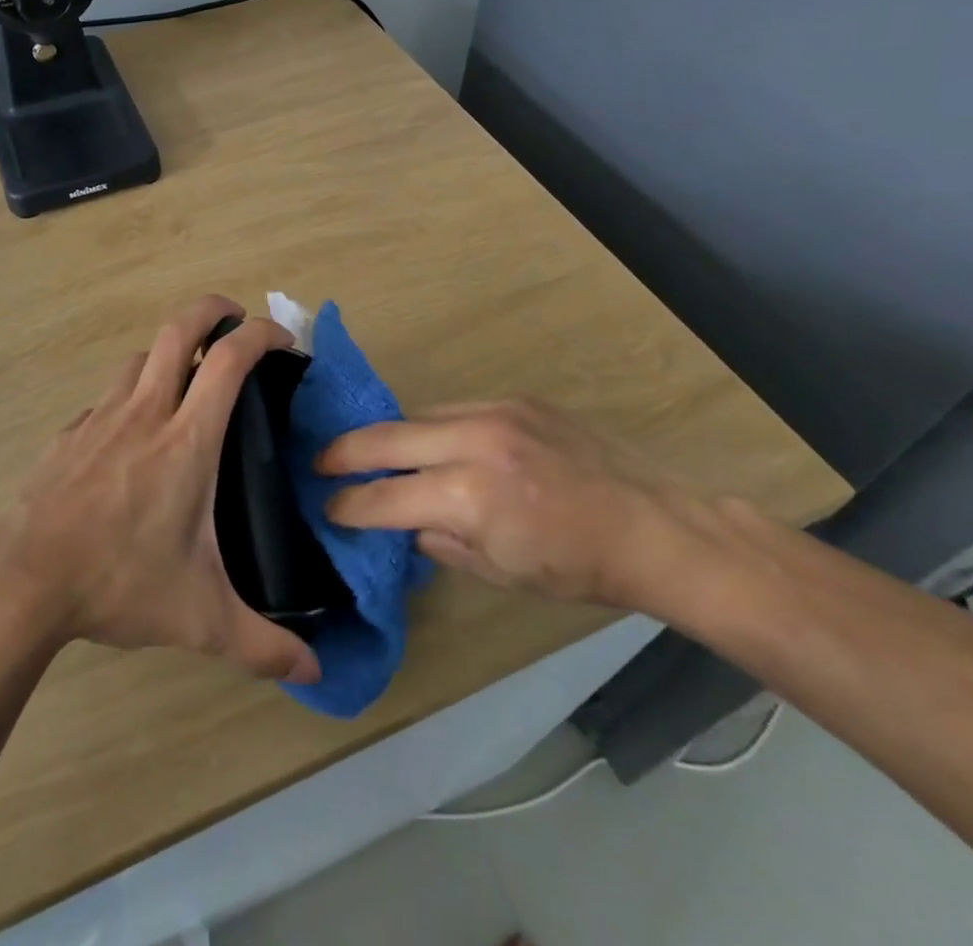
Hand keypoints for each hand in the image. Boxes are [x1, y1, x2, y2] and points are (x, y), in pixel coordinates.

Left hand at [0, 295, 320, 684]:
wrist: (22, 580)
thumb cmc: (118, 582)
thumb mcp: (200, 619)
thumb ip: (262, 645)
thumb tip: (315, 674)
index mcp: (187, 439)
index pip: (230, 359)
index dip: (261, 333)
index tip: (284, 340)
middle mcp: (146, 411)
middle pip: (179, 328)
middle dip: (212, 309)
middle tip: (234, 321)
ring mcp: (101, 416)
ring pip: (140, 356)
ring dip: (169, 352)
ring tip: (186, 378)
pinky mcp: (70, 433)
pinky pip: (108, 396)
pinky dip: (130, 394)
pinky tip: (132, 433)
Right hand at [319, 400, 668, 608]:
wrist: (654, 525)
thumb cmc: (578, 568)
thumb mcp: (501, 572)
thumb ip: (440, 542)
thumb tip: (401, 522)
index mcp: (471, 496)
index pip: (386, 496)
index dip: (350, 504)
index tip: (327, 508)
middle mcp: (475, 441)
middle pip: (387, 436)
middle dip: (344, 451)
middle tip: (317, 462)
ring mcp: (496, 412)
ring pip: (418, 414)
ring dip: (390, 435)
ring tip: (369, 451)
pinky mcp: (515, 399)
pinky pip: (454, 408)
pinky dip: (432, 426)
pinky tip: (430, 442)